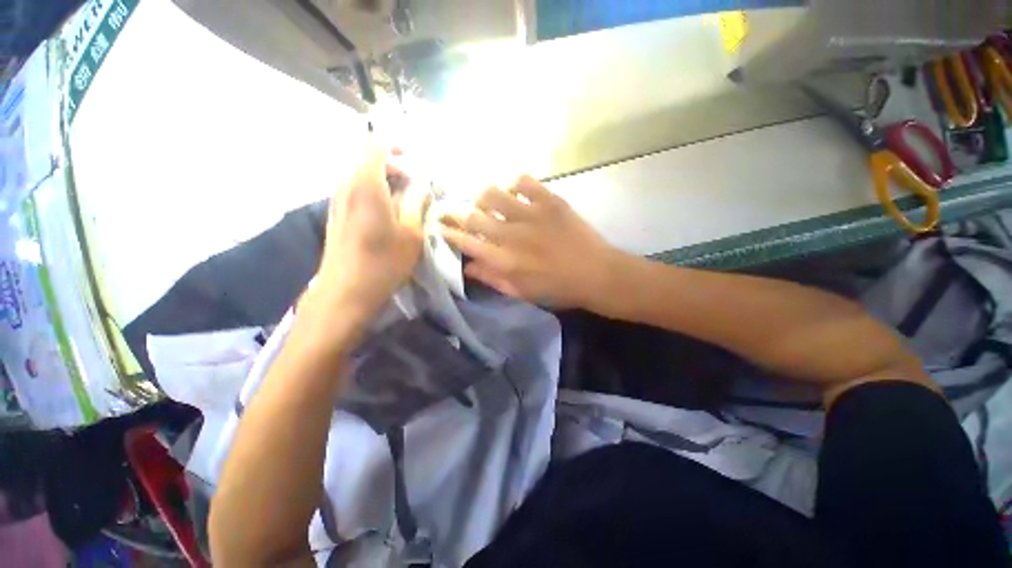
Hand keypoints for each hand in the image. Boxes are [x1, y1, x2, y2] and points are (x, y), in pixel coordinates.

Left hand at [304, 144, 425, 324]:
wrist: (345, 293)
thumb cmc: (383, 263)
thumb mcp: (411, 234)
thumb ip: (417, 203)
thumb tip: (422, 184)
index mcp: (366, 185)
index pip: (375, 146)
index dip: (396, 146)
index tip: (416, 161)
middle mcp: (346, 186)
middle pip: (368, 159)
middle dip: (395, 165)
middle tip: (417, 183)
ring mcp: (337, 201)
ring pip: (361, 175)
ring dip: (385, 180)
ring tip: (407, 198)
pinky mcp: (335, 215)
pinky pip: (356, 191)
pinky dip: (375, 192)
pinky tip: (389, 213)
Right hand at [439, 175, 620, 308]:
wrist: (598, 274)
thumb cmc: (558, 289)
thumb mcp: (522, 292)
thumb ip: (493, 279)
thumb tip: (468, 267)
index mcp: (505, 262)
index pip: (467, 243)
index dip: (450, 233)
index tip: (440, 225)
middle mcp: (512, 236)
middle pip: (473, 217)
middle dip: (455, 212)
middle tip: (450, 209)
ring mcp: (531, 215)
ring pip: (493, 194)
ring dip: (483, 196)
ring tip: (485, 200)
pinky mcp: (550, 201)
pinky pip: (523, 181)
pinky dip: (514, 183)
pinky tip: (514, 190)